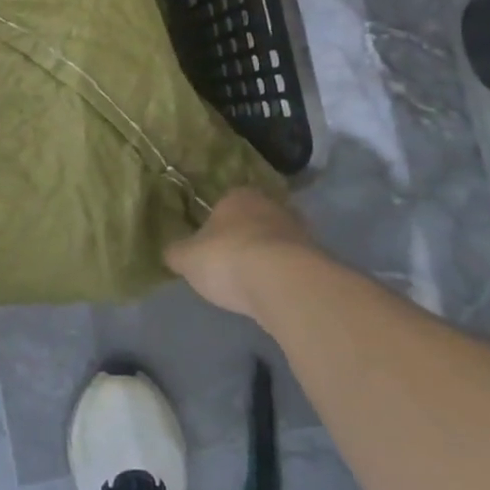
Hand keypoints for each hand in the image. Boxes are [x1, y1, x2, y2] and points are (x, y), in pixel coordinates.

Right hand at [166, 188, 317, 318]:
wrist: (284, 284)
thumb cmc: (228, 259)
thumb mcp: (187, 258)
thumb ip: (177, 253)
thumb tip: (171, 252)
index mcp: (237, 195)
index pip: (224, 202)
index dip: (216, 223)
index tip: (210, 243)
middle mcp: (271, 205)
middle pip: (254, 219)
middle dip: (244, 237)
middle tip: (231, 261)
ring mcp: (299, 231)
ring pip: (276, 241)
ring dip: (267, 257)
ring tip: (252, 282)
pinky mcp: (318, 259)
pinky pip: (293, 264)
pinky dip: (283, 276)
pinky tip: (272, 293)